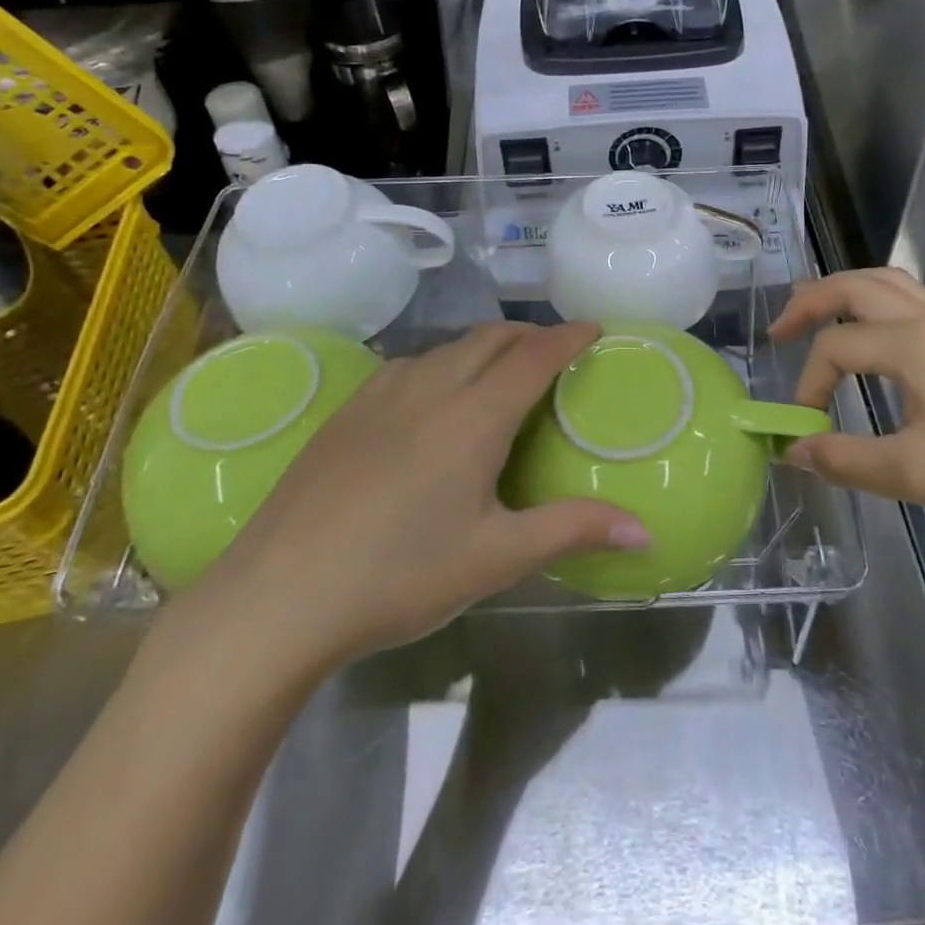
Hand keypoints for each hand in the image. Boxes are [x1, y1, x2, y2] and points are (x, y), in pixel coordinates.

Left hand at [161, 322, 650, 693]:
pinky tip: (434, 401)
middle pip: (491, 338)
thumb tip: (646, 531)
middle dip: (530, 335)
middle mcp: (431, 386)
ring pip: (448, 348)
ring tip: (500, 374)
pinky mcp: (347, 409)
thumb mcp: (495, 557)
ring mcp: (382, 393)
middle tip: (555, 353)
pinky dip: (443, 364)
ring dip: (485, 347)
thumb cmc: (399, 576)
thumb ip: (573, 530)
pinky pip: (410, 365)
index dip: (569, 336)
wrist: (278, 596)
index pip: (535, 355)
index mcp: (474, 416)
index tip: (594, 329)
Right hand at [770, 268, 924, 550]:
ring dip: (850, 292)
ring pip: (893, 283)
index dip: (807, 383)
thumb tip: (791, 449)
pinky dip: (905, 302)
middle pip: (856, 287)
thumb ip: (843, 459)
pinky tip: (905, 326)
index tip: (802, 427)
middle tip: (779, 331)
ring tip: (822, 313)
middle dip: (810, 302)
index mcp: (912, 343)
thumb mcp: (913, 474)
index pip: (836, 347)